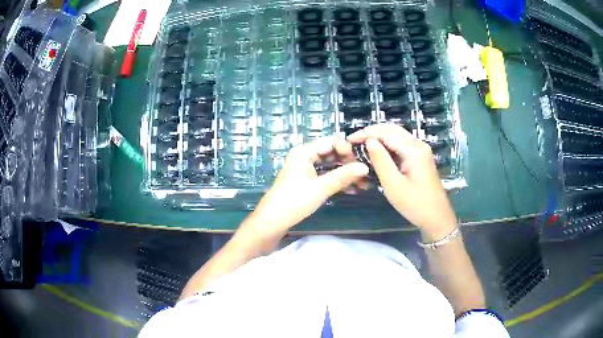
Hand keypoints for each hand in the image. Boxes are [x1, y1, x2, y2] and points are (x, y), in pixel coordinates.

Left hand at [247, 137, 368, 235]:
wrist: (273, 221)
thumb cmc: (295, 200)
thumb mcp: (321, 187)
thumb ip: (343, 176)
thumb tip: (365, 167)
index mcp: (304, 152)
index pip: (331, 142)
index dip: (347, 150)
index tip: (362, 161)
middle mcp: (305, 157)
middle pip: (332, 154)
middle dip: (349, 163)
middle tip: (366, 173)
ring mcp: (306, 170)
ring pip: (330, 167)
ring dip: (345, 174)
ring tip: (363, 183)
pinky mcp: (307, 182)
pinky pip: (326, 177)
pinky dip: (337, 182)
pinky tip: (352, 189)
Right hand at [347, 124, 456, 236]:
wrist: (437, 218)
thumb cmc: (415, 204)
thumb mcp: (393, 185)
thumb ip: (381, 161)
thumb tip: (369, 141)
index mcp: (413, 149)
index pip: (386, 133)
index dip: (366, 133)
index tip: (349, 140)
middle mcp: (418, 144)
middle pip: (393, 129)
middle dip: (372, 132)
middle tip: (354, 141)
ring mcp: (421, 150)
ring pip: (397, 135)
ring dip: (380, 137)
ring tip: (362, 145)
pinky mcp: (420, 158)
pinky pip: (402, 144)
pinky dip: (388, 144)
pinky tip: (378, 152)